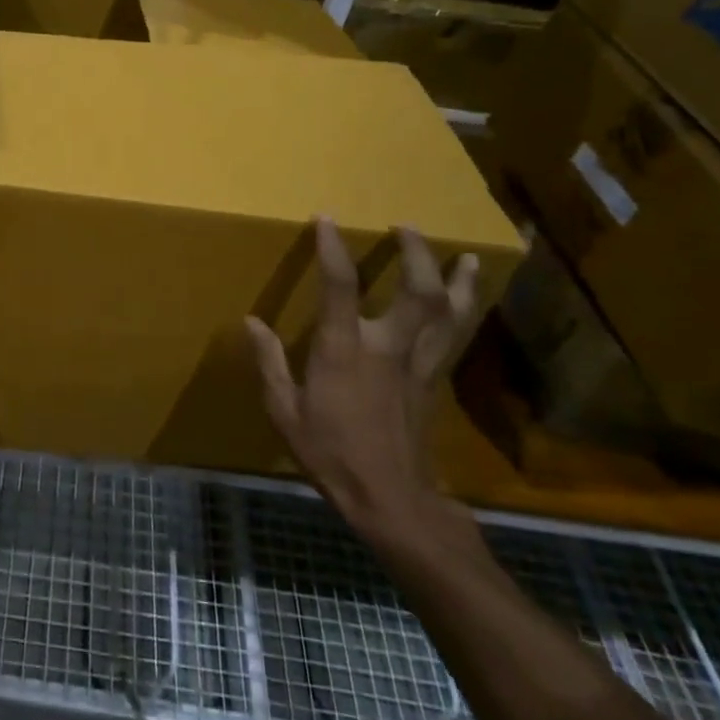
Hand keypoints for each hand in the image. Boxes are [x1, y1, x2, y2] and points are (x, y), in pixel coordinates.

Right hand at [246, 220, 478, 539]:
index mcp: (344, 351)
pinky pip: (454, 336)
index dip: (333, 248)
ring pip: (448, 312)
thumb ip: (269, 363)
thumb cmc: (331, 453)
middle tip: (407, 227)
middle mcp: (388, 347)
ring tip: (465, 257)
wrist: (391, 499)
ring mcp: (418, 364)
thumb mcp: (284, 412)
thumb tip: (251, 322)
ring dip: (457, 280)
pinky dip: (464, 311)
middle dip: (416, 253)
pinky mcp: (435, 381)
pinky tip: (468, 300)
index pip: (340, 286)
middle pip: (417, 291)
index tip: (326, 219)